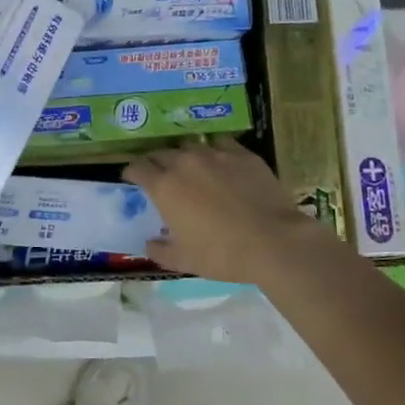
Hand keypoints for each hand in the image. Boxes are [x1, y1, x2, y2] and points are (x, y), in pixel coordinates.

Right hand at [123, 139, 331, 284]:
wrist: (273, 241)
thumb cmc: (221, 253)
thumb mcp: (183, 260)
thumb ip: (159, 250)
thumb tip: (149, 243)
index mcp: (164, 186)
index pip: (137, 168)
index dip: (131, 173)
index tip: (131, 179)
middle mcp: (184, 162)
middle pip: (160, 153)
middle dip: (155, 162)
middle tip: (159, 175)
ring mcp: (215, 154)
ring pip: (190, 146)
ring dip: (183, 155)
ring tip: (189, 167)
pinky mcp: (242, 153)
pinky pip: (220, 144)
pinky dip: (214, 151)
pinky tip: (220, 162)